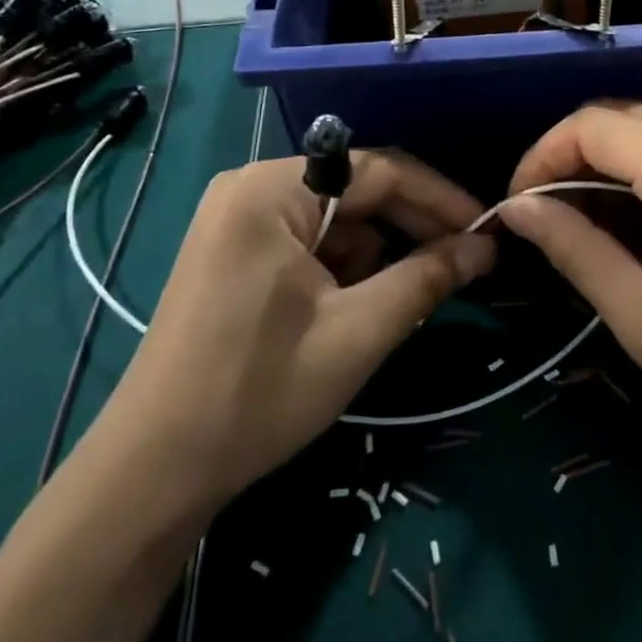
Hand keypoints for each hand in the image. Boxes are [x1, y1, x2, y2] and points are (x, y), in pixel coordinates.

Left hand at [103, 152, 495, 514]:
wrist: (153, 471)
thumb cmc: (259, 392)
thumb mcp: (359, 331)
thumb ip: (428, 277)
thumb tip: (487, 246)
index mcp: (273, 189)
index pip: (380, 170)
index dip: (441, 199)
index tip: (488, 228)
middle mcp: (252, 187)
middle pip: (358, 188)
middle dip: (413, 226)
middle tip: (467, 261)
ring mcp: (238, 219)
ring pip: (338, 217)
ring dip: (381, 250)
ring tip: (412, 293)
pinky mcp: (235, 251)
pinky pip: (311, 239)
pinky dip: (346, 265)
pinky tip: (363, 302)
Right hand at [501, 103, 641, 490]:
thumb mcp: (640, 317)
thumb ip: (573, 248)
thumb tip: (515, 207)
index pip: (591, 126)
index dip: (542, 158)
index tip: (519, 207)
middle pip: (618, 116)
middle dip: (570, 157)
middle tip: (546, 217)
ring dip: (605, 162)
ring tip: (584, 224)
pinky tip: (634, 219)